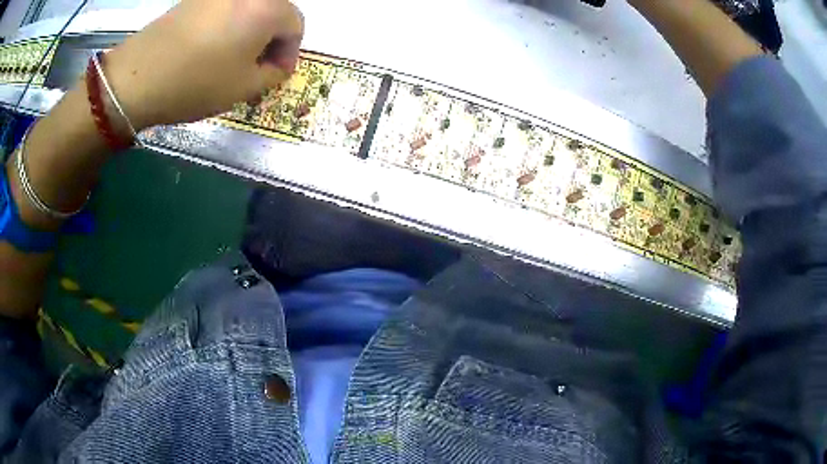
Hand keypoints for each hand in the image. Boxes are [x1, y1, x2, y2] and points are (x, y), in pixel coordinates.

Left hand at [104, 0, 303, 129]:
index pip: (296, 25)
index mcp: (266, 8)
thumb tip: (276, 64)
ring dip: (248, 31)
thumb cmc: (195, 82)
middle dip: (270, 39)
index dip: (290, 52)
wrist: (137, 77)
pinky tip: (210, 47)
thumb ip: (272, 74)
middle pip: (273, 12)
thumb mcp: (243, 88)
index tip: (275, 73)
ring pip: (248, 9)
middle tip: (254, 66)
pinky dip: (227, 25)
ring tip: (230, 58)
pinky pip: (224, 9)